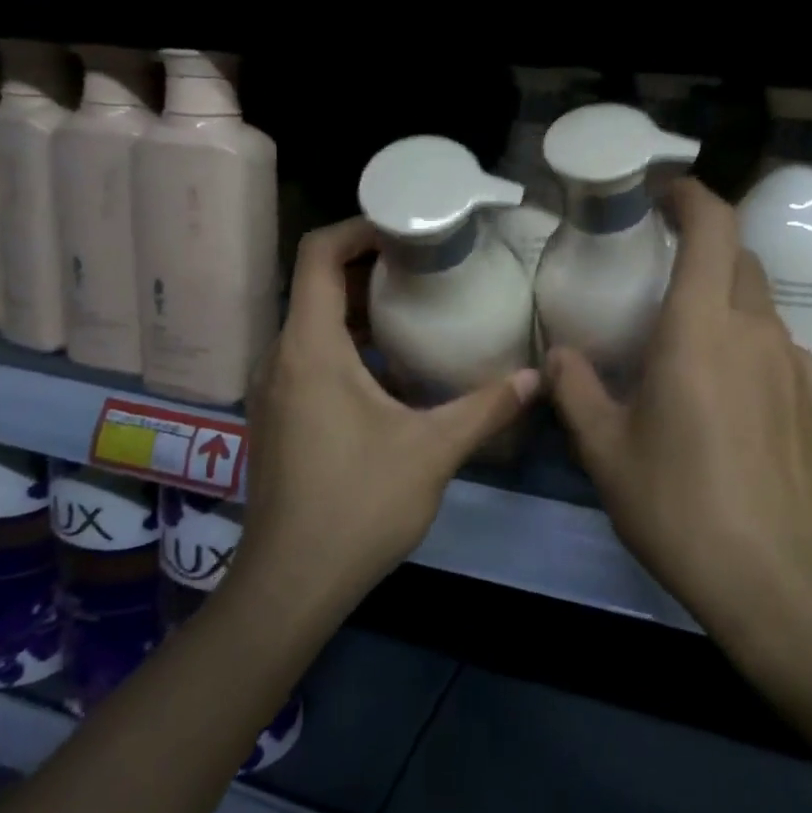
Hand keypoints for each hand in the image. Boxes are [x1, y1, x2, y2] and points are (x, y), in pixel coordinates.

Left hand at [239, 217, 539, 610]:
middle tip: (429, 262)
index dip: (360, 227)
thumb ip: (486, 408)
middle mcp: (282, 356)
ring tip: (419, 304)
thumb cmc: (356, 505)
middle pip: (319, 283)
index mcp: (310, 347)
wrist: (290, 585)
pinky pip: (312, 354)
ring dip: (362, 306)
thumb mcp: (432, 451)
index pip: (319, 254)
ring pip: (315, 321)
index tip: (409, 227)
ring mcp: (275, 387)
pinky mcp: (280, 414)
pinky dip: (350, 342)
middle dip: (372, 265)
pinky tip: (395, 367)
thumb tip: (536, 378)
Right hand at [545, 180, 811, 647]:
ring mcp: (794, 363)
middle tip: (662, 274)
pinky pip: (777, 348)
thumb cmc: (680, 505)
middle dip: (703, 248)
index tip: (663, 196)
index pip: (714, 226)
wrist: (778, 579)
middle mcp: (755, 329)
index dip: (692, 195)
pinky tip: (727, 395)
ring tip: (689, 341)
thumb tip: (556, 357)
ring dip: (725, 300)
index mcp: (701, 326)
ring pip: (759, 304)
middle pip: (738, 258)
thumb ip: (576, 392)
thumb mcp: (607, 451)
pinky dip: (748, 345)